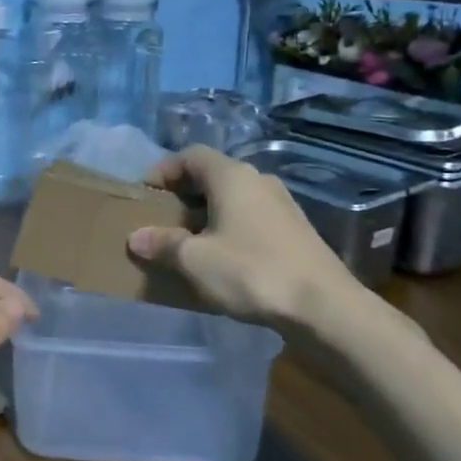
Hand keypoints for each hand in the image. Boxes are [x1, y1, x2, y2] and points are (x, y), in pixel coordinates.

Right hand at [127, 146, 374, 331]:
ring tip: (188, 243)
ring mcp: (281, 204)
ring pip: (233, 198)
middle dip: (183, 195)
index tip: (144, 194)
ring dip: (206, 214)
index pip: (190, 155)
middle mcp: (258, 180)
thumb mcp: (196, 260)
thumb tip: (136, 237)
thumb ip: (163, 244)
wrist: (323, 305)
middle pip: (212, 175)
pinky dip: (229, 228)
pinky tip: (222, 258)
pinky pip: (250, 217)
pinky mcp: (294, 229)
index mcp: (232, 176)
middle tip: (161, 220)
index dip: (164, 170)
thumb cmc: (251, 271)